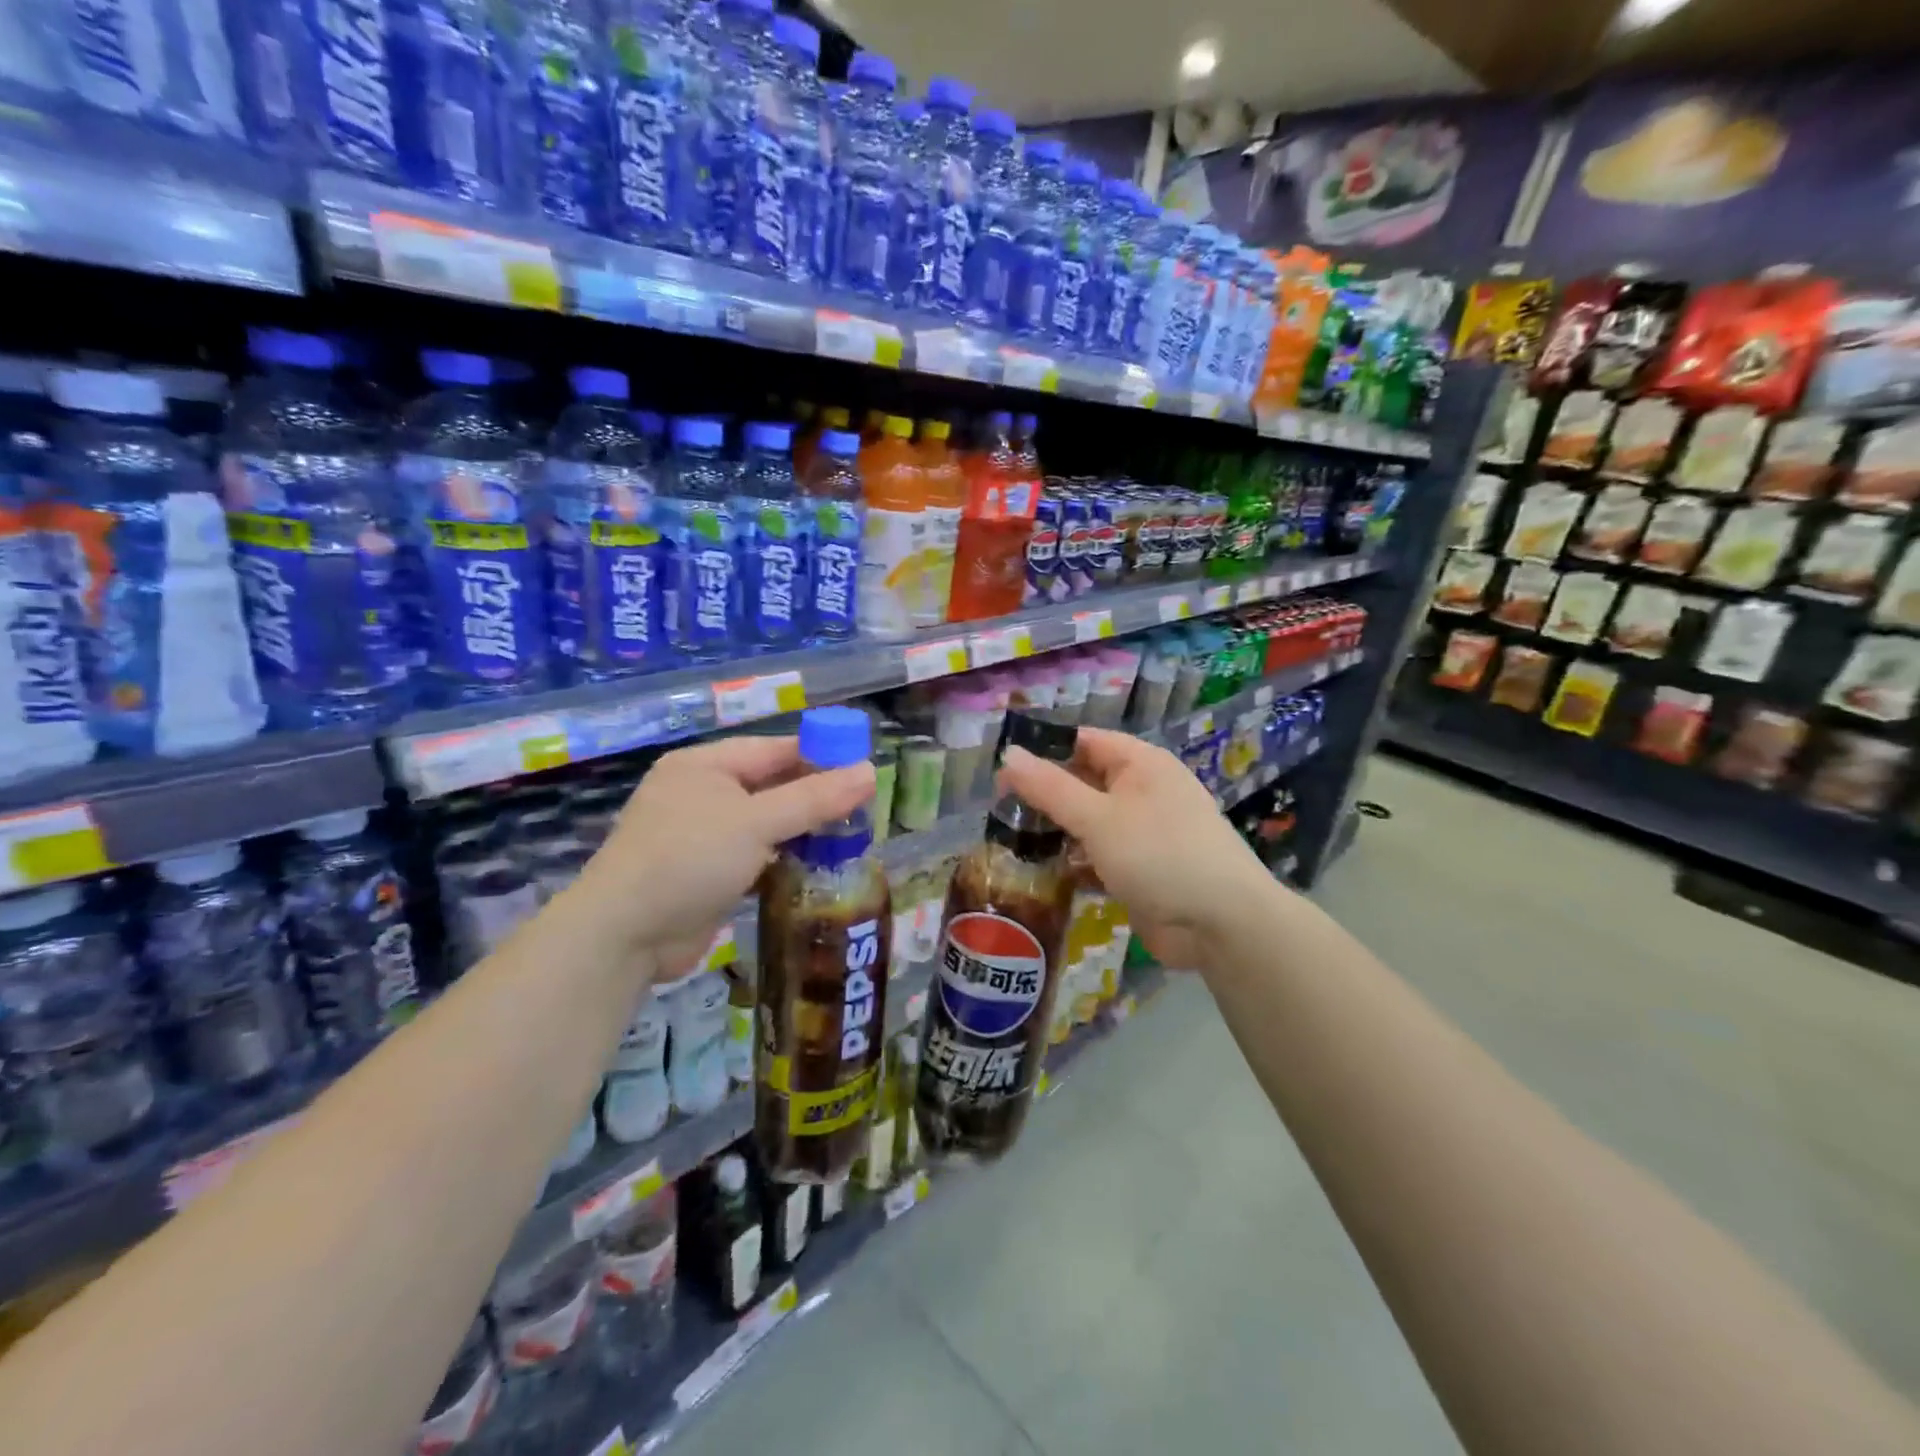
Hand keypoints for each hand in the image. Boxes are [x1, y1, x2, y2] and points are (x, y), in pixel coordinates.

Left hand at [573, 735, 874, 978]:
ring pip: (765, 825)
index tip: (864, 768)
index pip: (775, 750)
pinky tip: (818, 868)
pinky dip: (783, 860)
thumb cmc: (689, 858)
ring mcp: (702, 837)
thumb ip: (814, 798)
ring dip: (802, 832)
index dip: (820, 756)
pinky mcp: (706, 874)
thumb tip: (870, 771)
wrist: (623, 935)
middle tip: (864, 808)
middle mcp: (702, 794)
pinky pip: (755, 857)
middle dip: (815, 798)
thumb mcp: (756, 822)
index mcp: (705, 766)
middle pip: (771, 787)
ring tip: (852, 838)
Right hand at [998, 728, 1273, 968]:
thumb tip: (1007, 755)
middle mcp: (1143, 791)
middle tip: (997, 809)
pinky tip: (1041, 873)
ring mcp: (1143, 833)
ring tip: (1008, 841)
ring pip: (1088, 822)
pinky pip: (1098, 856)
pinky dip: (1074, 862)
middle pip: (1084, 782)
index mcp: (1140, 764)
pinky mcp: (1140, 870)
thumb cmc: (1159, 855)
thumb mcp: (1098, 818)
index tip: (1001, 770)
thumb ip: (1050, 788)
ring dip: (1056, 831)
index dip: (1043, 750)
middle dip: (1045, 795)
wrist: (1222, 925)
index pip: (1083, 741)